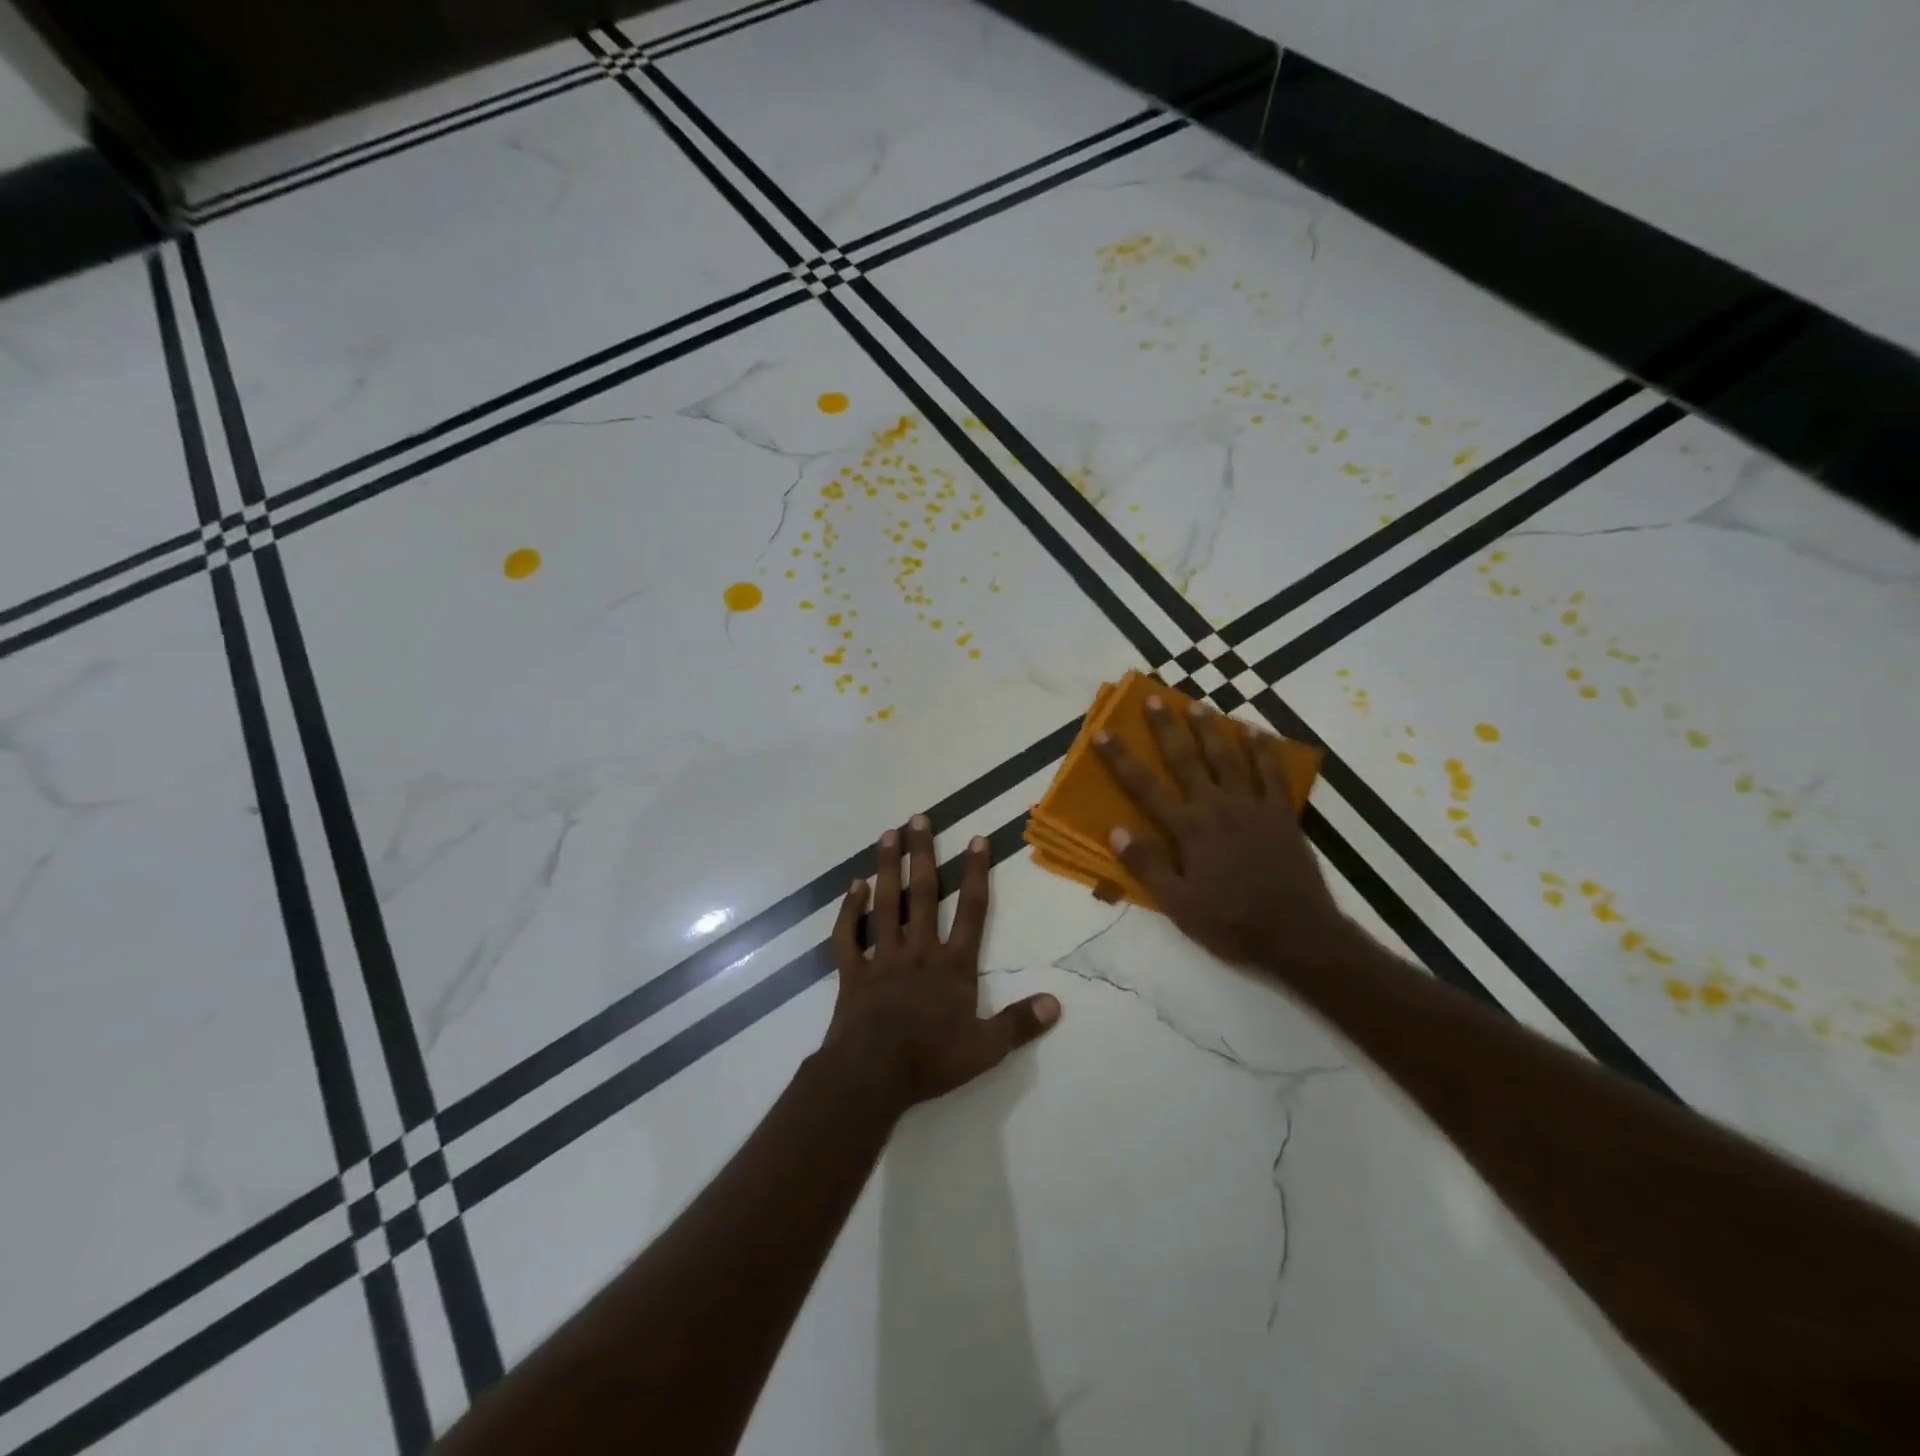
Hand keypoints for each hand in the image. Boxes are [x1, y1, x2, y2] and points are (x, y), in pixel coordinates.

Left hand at [821, 815, 1060, 1111]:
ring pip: (886, 904)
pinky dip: (849, 910)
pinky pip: (848, 935)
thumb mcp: (986, 1049)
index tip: (976, 839)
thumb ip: (1020, 1023)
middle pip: (923, 894)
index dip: (976, 874)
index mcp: (953, 966)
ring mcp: (882, 958)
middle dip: (923, 854)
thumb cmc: (931, 1060)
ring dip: (887, 867)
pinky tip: (853, 886)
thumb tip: (1056, 1004)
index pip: (972, 911)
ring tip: (887, 834)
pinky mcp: (852, 972)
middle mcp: (919, 951)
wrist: (873, 1074)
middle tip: (918, 818)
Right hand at [1093, 696, 1356, 972]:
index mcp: (1188, 829)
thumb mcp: (1178, 904)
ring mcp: (1252, 806)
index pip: (1145, 787)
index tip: (1102, 732)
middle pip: (1186, 759)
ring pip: (1227, 756)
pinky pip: (1271, 772)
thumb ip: (1146, 866)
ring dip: (1210, 728)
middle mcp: (1217, 806)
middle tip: (1153, 699)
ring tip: (1196, 705)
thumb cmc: (1230, 922)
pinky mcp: (1281, 813)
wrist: (1296, 933)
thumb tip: (1115, 830)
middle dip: (1166, 728)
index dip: (1121, 758)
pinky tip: (1254, 731)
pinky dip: (1262, 749)